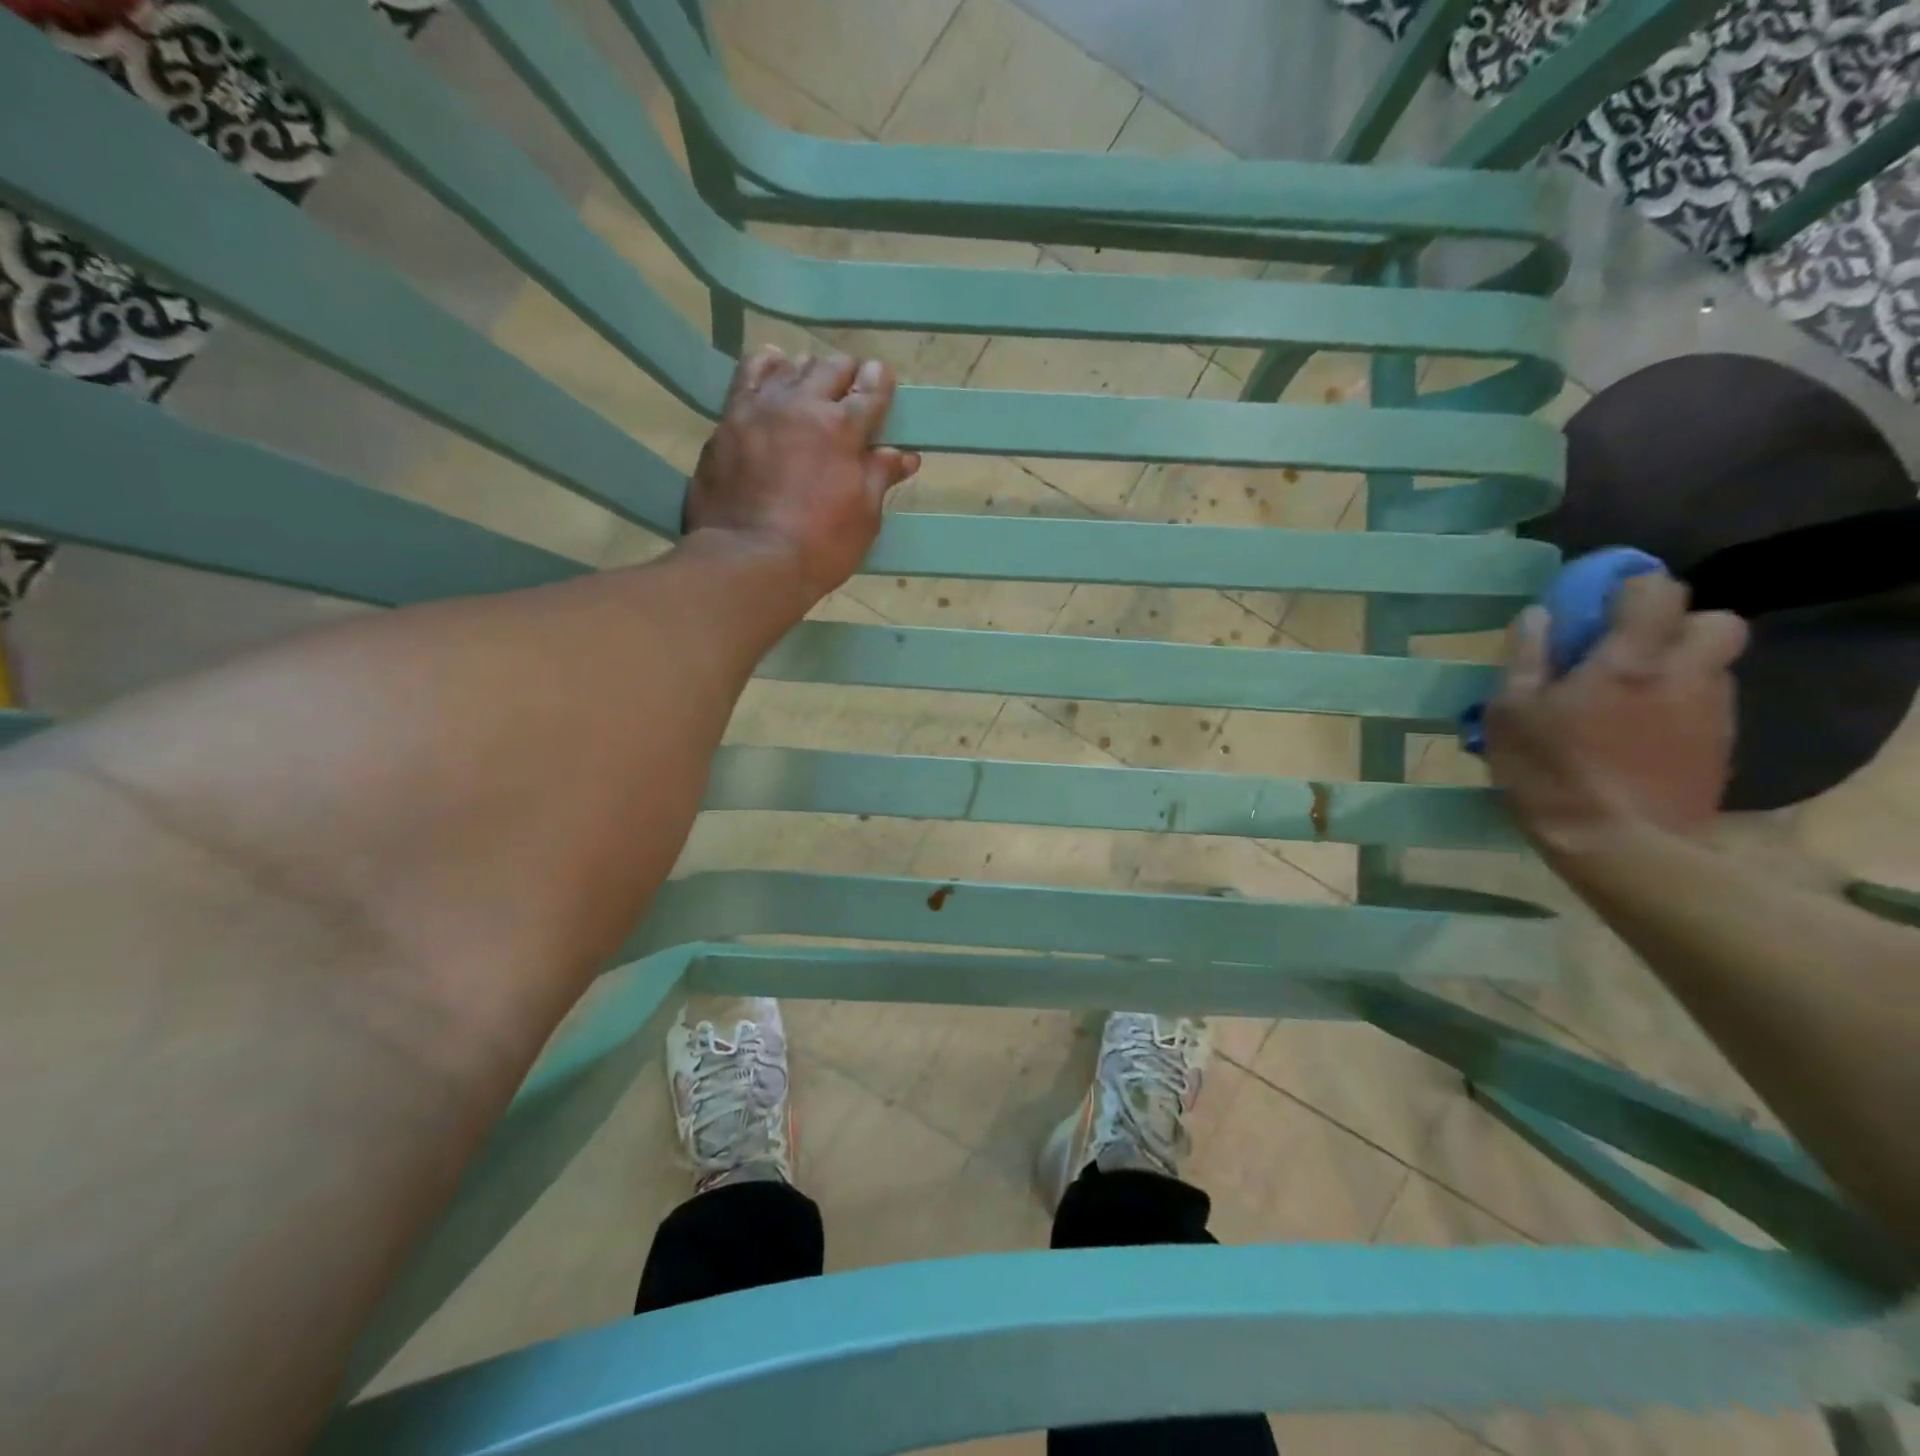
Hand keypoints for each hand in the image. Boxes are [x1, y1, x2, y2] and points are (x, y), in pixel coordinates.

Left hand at [684, 347, 919, 605]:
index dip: (879, 382)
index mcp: (843, 428)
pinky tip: (773, 366)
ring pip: (790, 366)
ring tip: (814, 379)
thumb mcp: (863, 518)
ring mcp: (761, 408)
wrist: (748, 560)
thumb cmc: (819, 546)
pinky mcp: (728, 420)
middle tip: (851, 386)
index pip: (869, 391)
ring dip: (809, 369)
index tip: (882, 379)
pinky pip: (748, 376)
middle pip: (830, 369)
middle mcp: (803, 404)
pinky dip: (766, 366)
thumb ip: (880, 477)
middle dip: (847, 373)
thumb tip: (903, 454)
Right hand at [1483, 572, 1747, 850]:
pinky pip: (1707, 707)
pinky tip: (1640, 736)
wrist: (1621, 846)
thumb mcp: (1510, 713)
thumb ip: (1525, 658)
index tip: (1598, 606)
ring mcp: (1711, 713)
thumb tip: (1538, 615)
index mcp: (1630, 659)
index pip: (1657, 590)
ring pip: (1714, 666)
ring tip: (1628, 699)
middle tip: (1629, 650)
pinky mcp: (1721, 749)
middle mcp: (1685, 674)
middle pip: (1715, 622)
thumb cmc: (1550, 772)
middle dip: (1677, 625)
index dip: (1631, 588)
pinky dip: (1680, 706)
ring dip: (1679, 667)